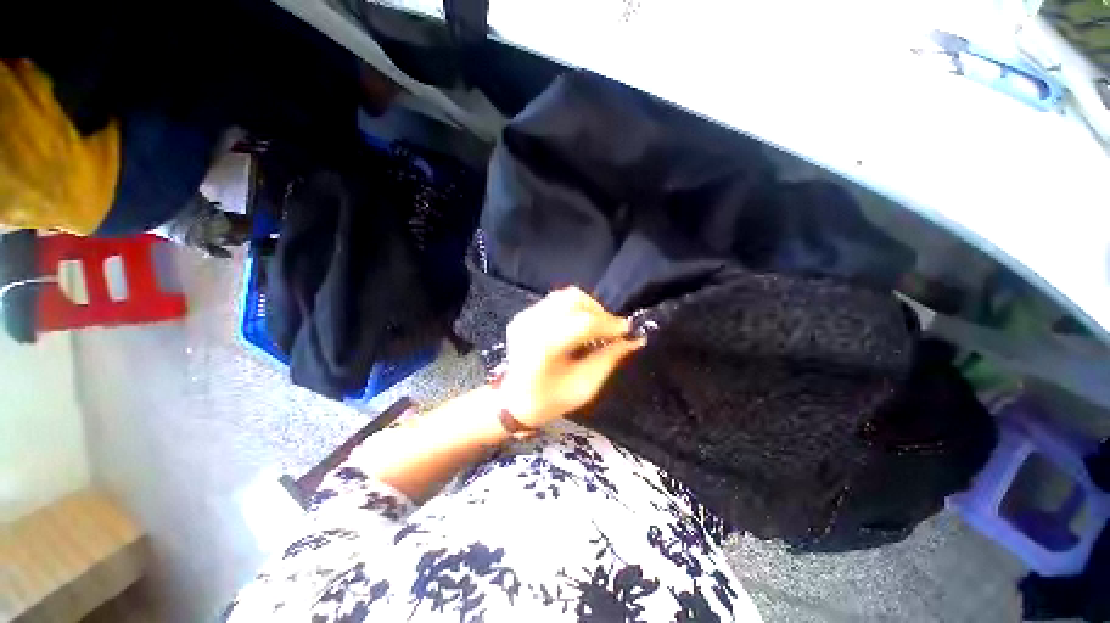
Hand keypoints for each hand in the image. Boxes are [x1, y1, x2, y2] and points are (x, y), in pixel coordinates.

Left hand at [500, 287, 645, 427]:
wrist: (513, 402)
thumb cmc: (550, 401)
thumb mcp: (584, 386)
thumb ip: (608, 359)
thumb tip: (633, 339)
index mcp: (544, 347)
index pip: (583, 323)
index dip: (609, 324)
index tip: (626, 330)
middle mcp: (532, 325)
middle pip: (573, 300)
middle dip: (599, 312)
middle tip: (611, 330)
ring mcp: (525, 317)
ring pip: (565, 296)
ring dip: (587, 307)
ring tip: (597, 326)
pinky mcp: (523, 315)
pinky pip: (555, 301)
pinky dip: (573, 309)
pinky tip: (579, 326)